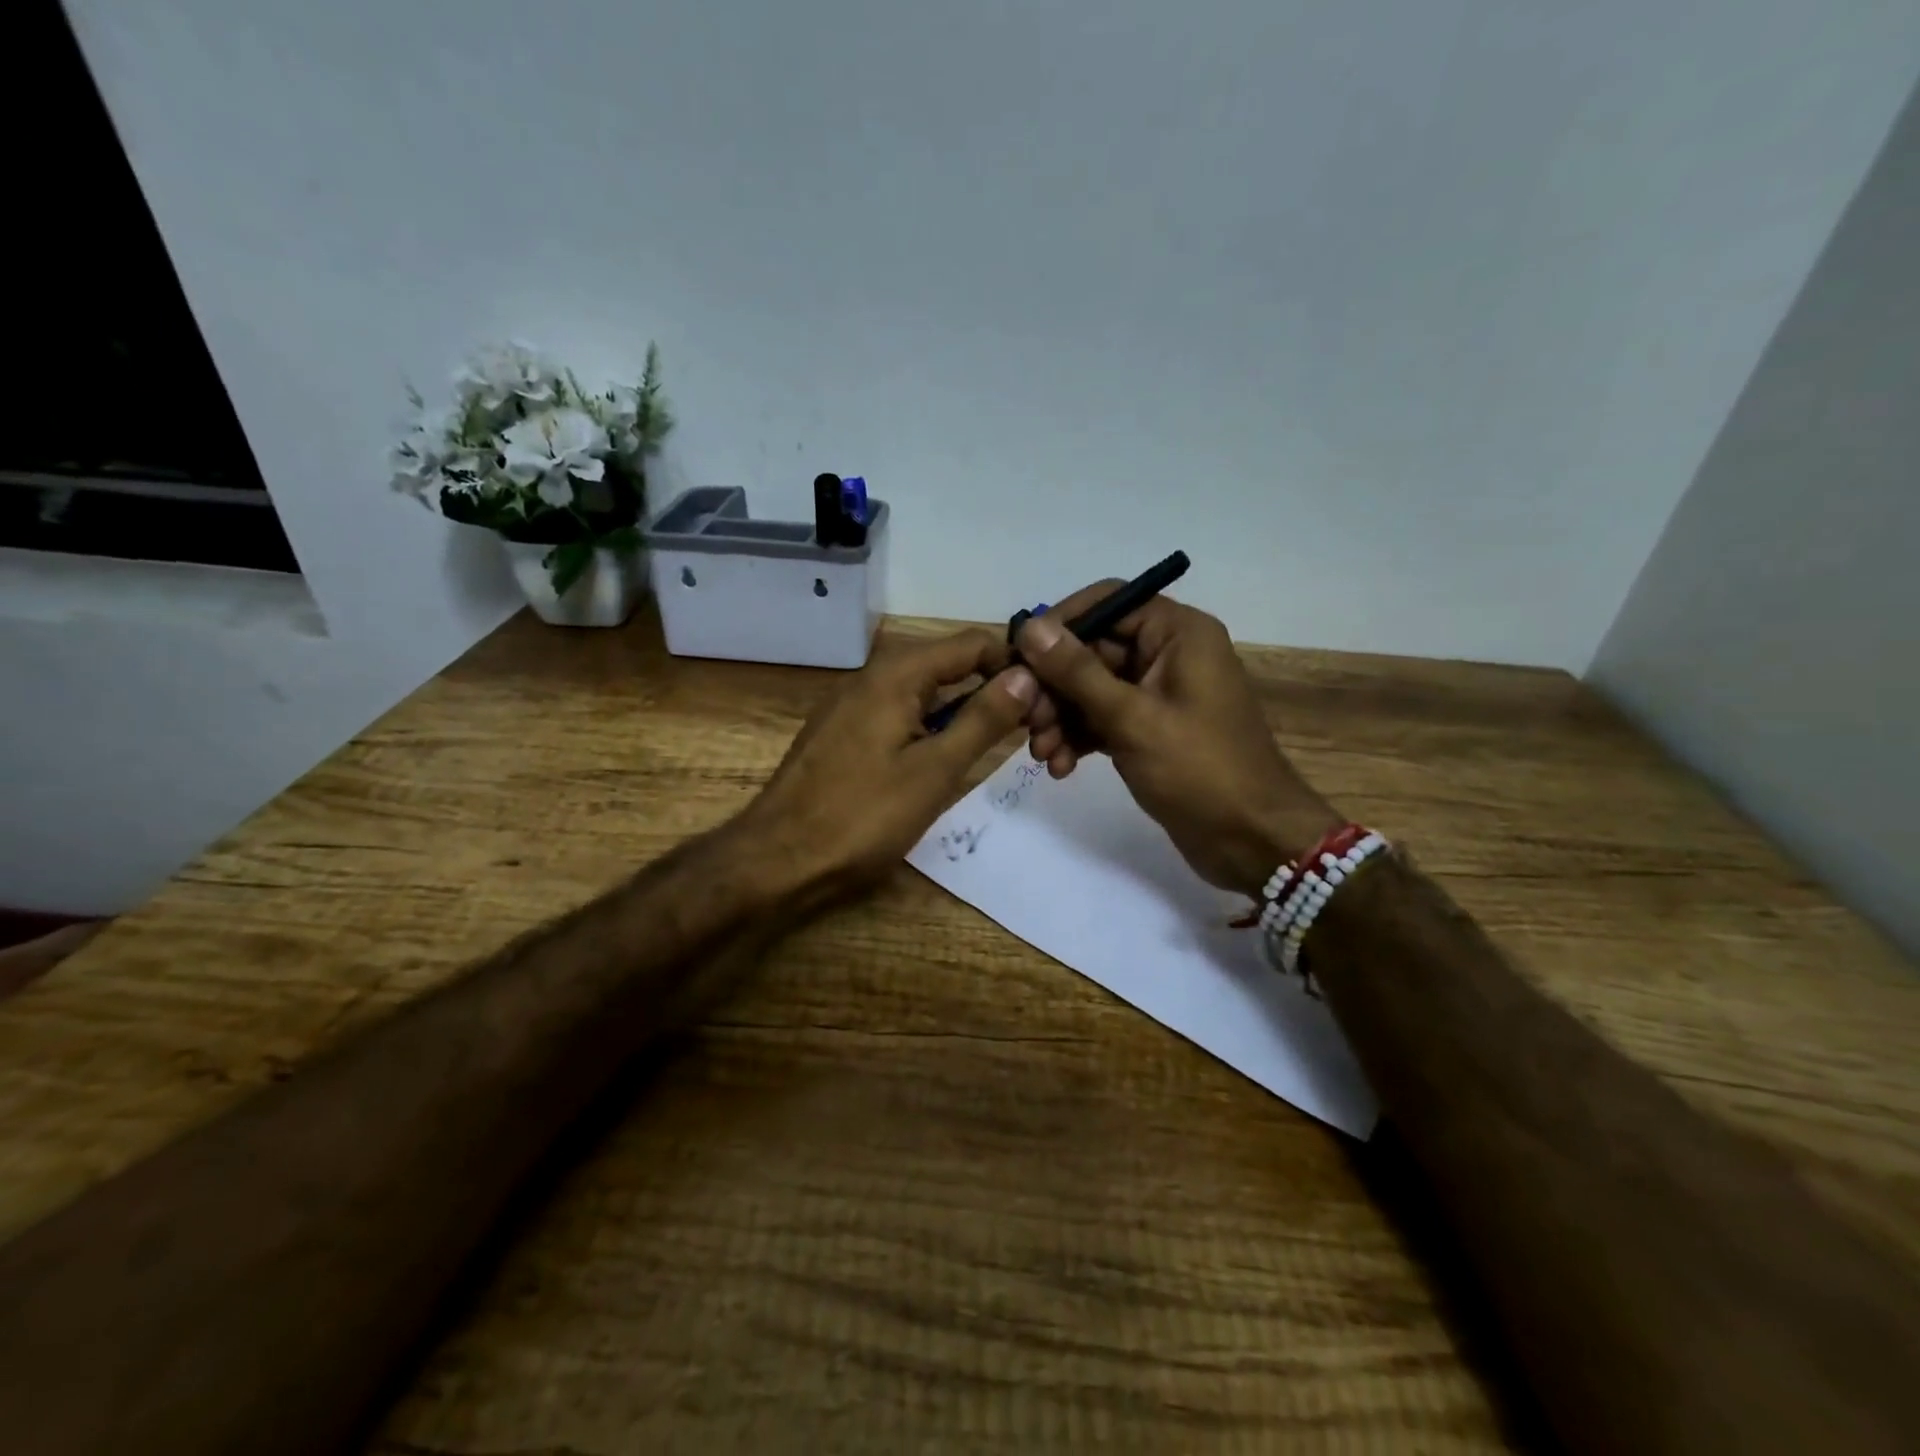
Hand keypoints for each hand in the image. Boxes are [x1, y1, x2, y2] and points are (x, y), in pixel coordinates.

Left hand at [741, 630, 1037, 904]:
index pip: (972, 644)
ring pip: (923, 691)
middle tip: (1031, 728)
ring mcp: (852, 703)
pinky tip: (945, 757)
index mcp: (896, 674)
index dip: (1013, 665)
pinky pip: (899, 713)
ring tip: (999, 743)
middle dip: (991, 688)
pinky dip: (930, 726)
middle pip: (948, 663)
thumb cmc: (863, 816)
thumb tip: (1026, 676)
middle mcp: (872, 675)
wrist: (778, 860)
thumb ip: (982, 719)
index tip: (1047, 698)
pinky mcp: (842, 732)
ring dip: (962, 710)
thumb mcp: (935, 770)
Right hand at [1017, 585, 1340, 896]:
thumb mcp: (1131, 718)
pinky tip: (1060, 767)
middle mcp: (1167, 654)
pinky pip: (1103, 719)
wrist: (1251, 839)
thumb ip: (1076, 671)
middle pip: (1092, 650)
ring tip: (1043, 754)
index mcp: (1177, 633)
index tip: (1019, 657)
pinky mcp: (1150, 729)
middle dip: (1054, 687)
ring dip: (1061, 718)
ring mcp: (1158, 694)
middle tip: (1027, 722)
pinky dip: (1079, 737)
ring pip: (1091, 689)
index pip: (1107, 603)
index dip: (1059, 625)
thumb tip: (1030, 627)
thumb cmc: (1199, 769)